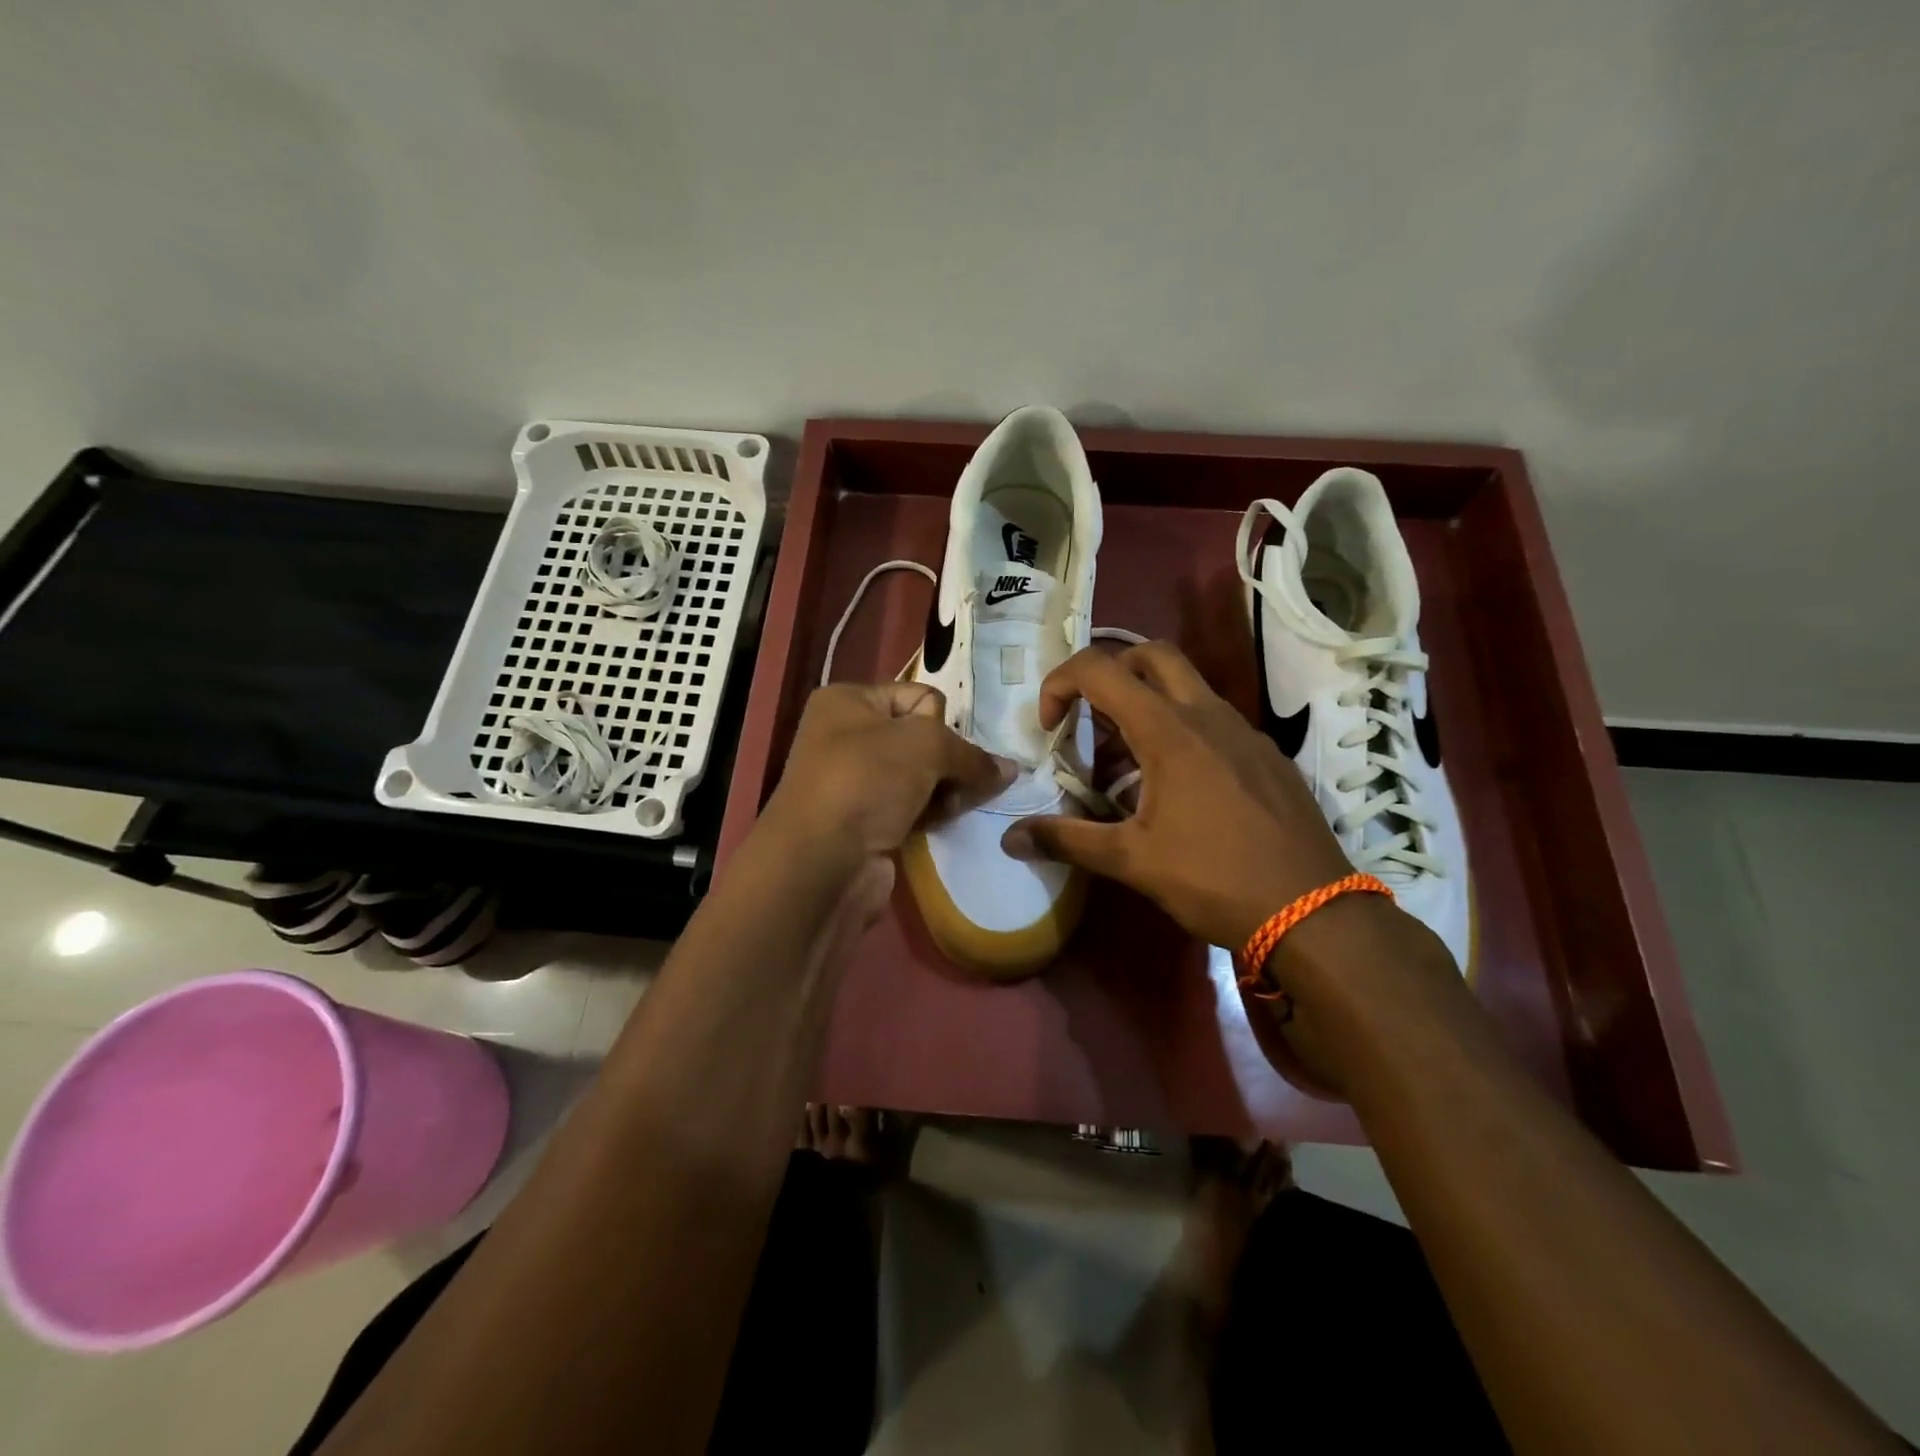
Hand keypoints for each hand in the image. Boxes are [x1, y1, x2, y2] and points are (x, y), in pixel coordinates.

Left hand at [765, 682, 1011, 860]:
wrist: (821, 862)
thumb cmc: (867, 781)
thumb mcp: (926, 745)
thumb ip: (971, 753)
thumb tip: (1010, 769)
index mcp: (847, 701)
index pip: (918, 696)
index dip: (940, 722)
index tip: (946, 748)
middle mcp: (846, 736)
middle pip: (922, 738)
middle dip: (949, 760)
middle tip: (965, 782)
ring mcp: (854, 783)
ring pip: (921, 776)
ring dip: (945, 789)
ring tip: (957, 806)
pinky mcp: (865, 822)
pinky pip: (912, 807)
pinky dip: (931, 813)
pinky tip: (945, 822)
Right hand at [1003, 642, 1355, 948]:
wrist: (1315, 912)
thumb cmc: (1215, 879)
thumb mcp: (1133, 861)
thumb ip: (1068, 840)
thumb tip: (1009, 838)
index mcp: (1170, 731)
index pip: (1101, 670)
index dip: (1061, 685)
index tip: (1050, 727)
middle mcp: (1208, 715)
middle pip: (1151, 655)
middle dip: (1110, 673)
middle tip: (1090, 719)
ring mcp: (1244, 731)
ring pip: (1186, 688)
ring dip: (1145, 708)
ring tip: (1126, 768)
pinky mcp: (1266, 755)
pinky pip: (1214, 720)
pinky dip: (1181, 731)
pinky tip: (1178, 791)